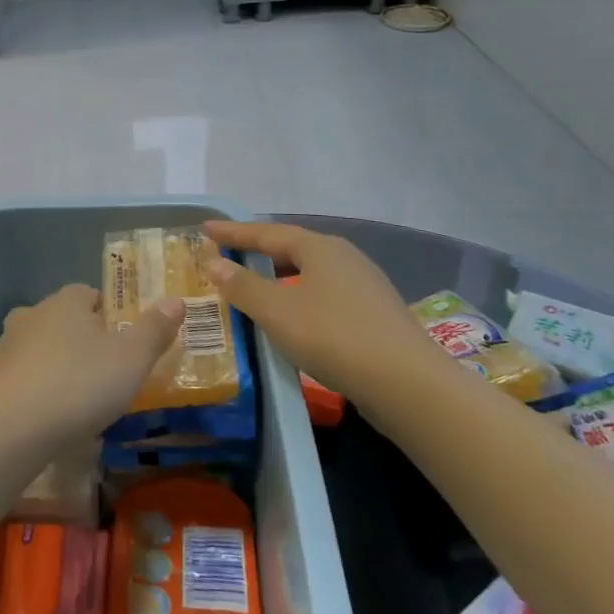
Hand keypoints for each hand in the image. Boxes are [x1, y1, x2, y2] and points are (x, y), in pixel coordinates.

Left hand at [0, 285, 185, 447]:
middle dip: (80, 339)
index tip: (122, 338)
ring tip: (77, 399)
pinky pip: (21, 379)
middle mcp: (32, 314)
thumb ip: (154, 330)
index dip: (108, 312)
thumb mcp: (131, 360)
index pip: (88, 293)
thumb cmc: (78, 385)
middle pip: (61, 319)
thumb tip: (176, 301)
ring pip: (38, 348)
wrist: (8, 428)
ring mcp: (5, 346)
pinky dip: (35, 391)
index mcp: (67, 302)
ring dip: (55, 365)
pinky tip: (48, 418)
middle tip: (103, 370)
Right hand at [201, 220, 429, 397]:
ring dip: (280, 276)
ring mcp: (364, 286)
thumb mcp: (277, 311)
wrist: (407, 384)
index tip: (206, 228)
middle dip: (258, 251)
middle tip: (228, 255)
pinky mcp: (374, 314)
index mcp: (320, 248)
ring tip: (256, 285)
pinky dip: (300, 296)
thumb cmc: (333, 336)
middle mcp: (344, 257)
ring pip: (311, 272)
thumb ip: (242, 286)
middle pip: (292, 248)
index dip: (234, 232)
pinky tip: (294, 315)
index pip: (267, 232)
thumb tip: (214, 264)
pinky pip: (326, 294)